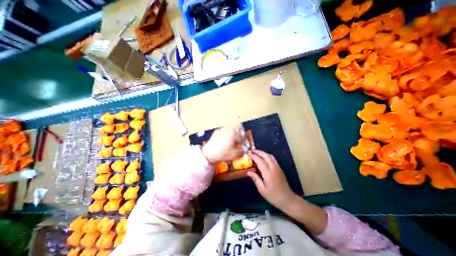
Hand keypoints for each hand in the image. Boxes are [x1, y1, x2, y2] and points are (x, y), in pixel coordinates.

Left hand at [203, 124, 245, 163]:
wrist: (208, 154)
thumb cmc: (222, 153)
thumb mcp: (234, 154)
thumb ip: (242, 152)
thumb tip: (244, 151)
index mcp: (233, 133)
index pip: (242, 134)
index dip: (244, 140)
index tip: (243, 144)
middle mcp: (227, 129)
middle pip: (237, 125)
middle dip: (239, 132)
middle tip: (239, 138)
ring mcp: (221, 130)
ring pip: (230, 127)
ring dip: (233, 132)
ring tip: (232, 139)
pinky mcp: (216, 132)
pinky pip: (223, 130)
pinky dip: (226, 133)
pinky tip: (224, 140)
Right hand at [246, 149, 299, 210]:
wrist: (287, 199)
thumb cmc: (273, 196)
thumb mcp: (262, 189)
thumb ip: (255, 179)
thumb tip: (248, 172)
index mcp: (268, 173)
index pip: (260, 161)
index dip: (254, 156)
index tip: (248, 154)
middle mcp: (273, 168)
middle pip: (266, 156)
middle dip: (259, 152)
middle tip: (252, 150)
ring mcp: (278, 167)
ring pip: (270, 156)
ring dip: (263, 153)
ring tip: (257, 152)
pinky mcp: (280, 169)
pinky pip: (273, 159)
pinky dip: (267, 156)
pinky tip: (264, 158)